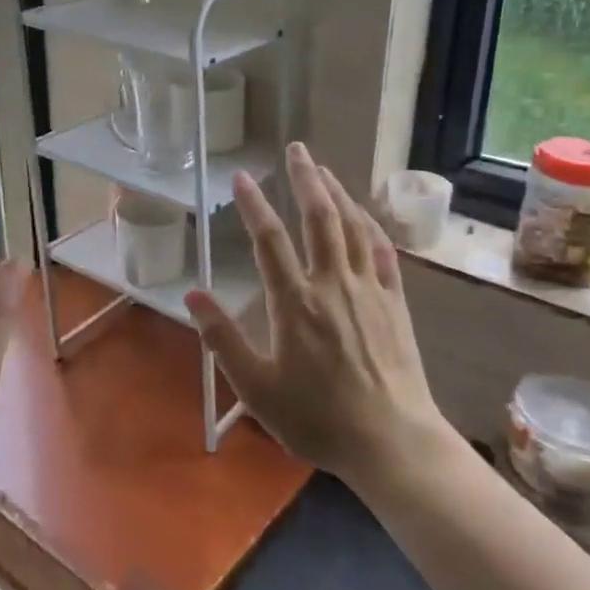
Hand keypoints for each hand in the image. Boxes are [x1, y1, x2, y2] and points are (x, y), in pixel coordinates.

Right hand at [185, 143, 451, 485]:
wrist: (391, 441)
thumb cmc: (317, 418)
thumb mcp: (257, 388)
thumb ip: (223, 339)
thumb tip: (193, 295)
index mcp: (296, 302)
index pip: (270, 241)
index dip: (254, 206)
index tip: (241, 177)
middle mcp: (333, 284)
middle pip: (319, 218)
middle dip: (306, 179)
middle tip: (296, 149)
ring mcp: (369, 289)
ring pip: (353, 227)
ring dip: (337, 193)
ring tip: (324, 169)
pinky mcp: (395, 302)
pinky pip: (383, 251)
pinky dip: (371, 225)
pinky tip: (364, 215)